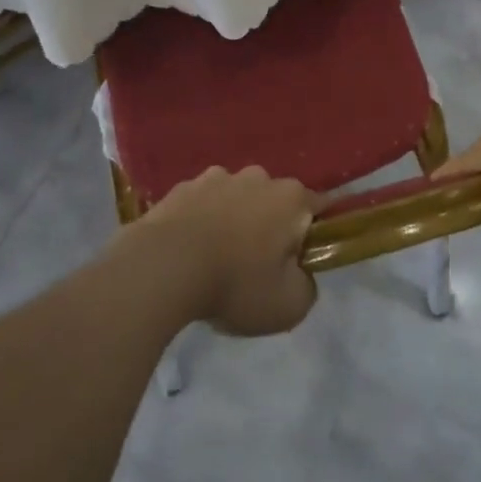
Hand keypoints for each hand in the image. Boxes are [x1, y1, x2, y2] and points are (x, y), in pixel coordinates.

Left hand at [132, 167, 320, 335]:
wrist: (163, 267)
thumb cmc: (236, 283)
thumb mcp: (289, 305)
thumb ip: (307, 287)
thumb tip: (300, 274)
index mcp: (291, 198)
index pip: (317, 208)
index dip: (311, 236)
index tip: (298, 262)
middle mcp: (257, 177)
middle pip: (273, 202)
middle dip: (269, 227)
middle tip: (255, 266)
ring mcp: (216, 177)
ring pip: (236, 199)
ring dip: (233, 220)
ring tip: (216, 259)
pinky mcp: (182, 187)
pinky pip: (202, 204)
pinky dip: (201, 221)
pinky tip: (189, 250)